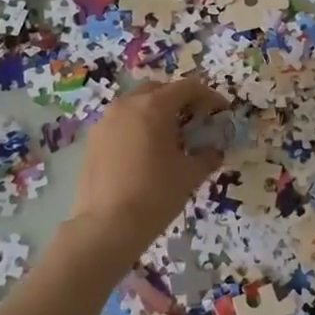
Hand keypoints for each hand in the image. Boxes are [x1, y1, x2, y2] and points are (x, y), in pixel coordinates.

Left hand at [58, 77, 227, 272]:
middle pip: (159, 90)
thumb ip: (206, 156)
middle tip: (195, 121)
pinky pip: (121, 122)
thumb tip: (213, 151)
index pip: (188, 87)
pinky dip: (138, 127)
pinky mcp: (93, 139)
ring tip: (170, 138)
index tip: (221, 111)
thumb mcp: (190, 174)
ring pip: (137, 104)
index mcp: (154, 106)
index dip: (209, 96)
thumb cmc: (155, 194)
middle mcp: (127, 104)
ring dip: (156, 112)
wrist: (107, 226)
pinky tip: (146, 152)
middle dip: (180, 101)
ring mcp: (106, 121)